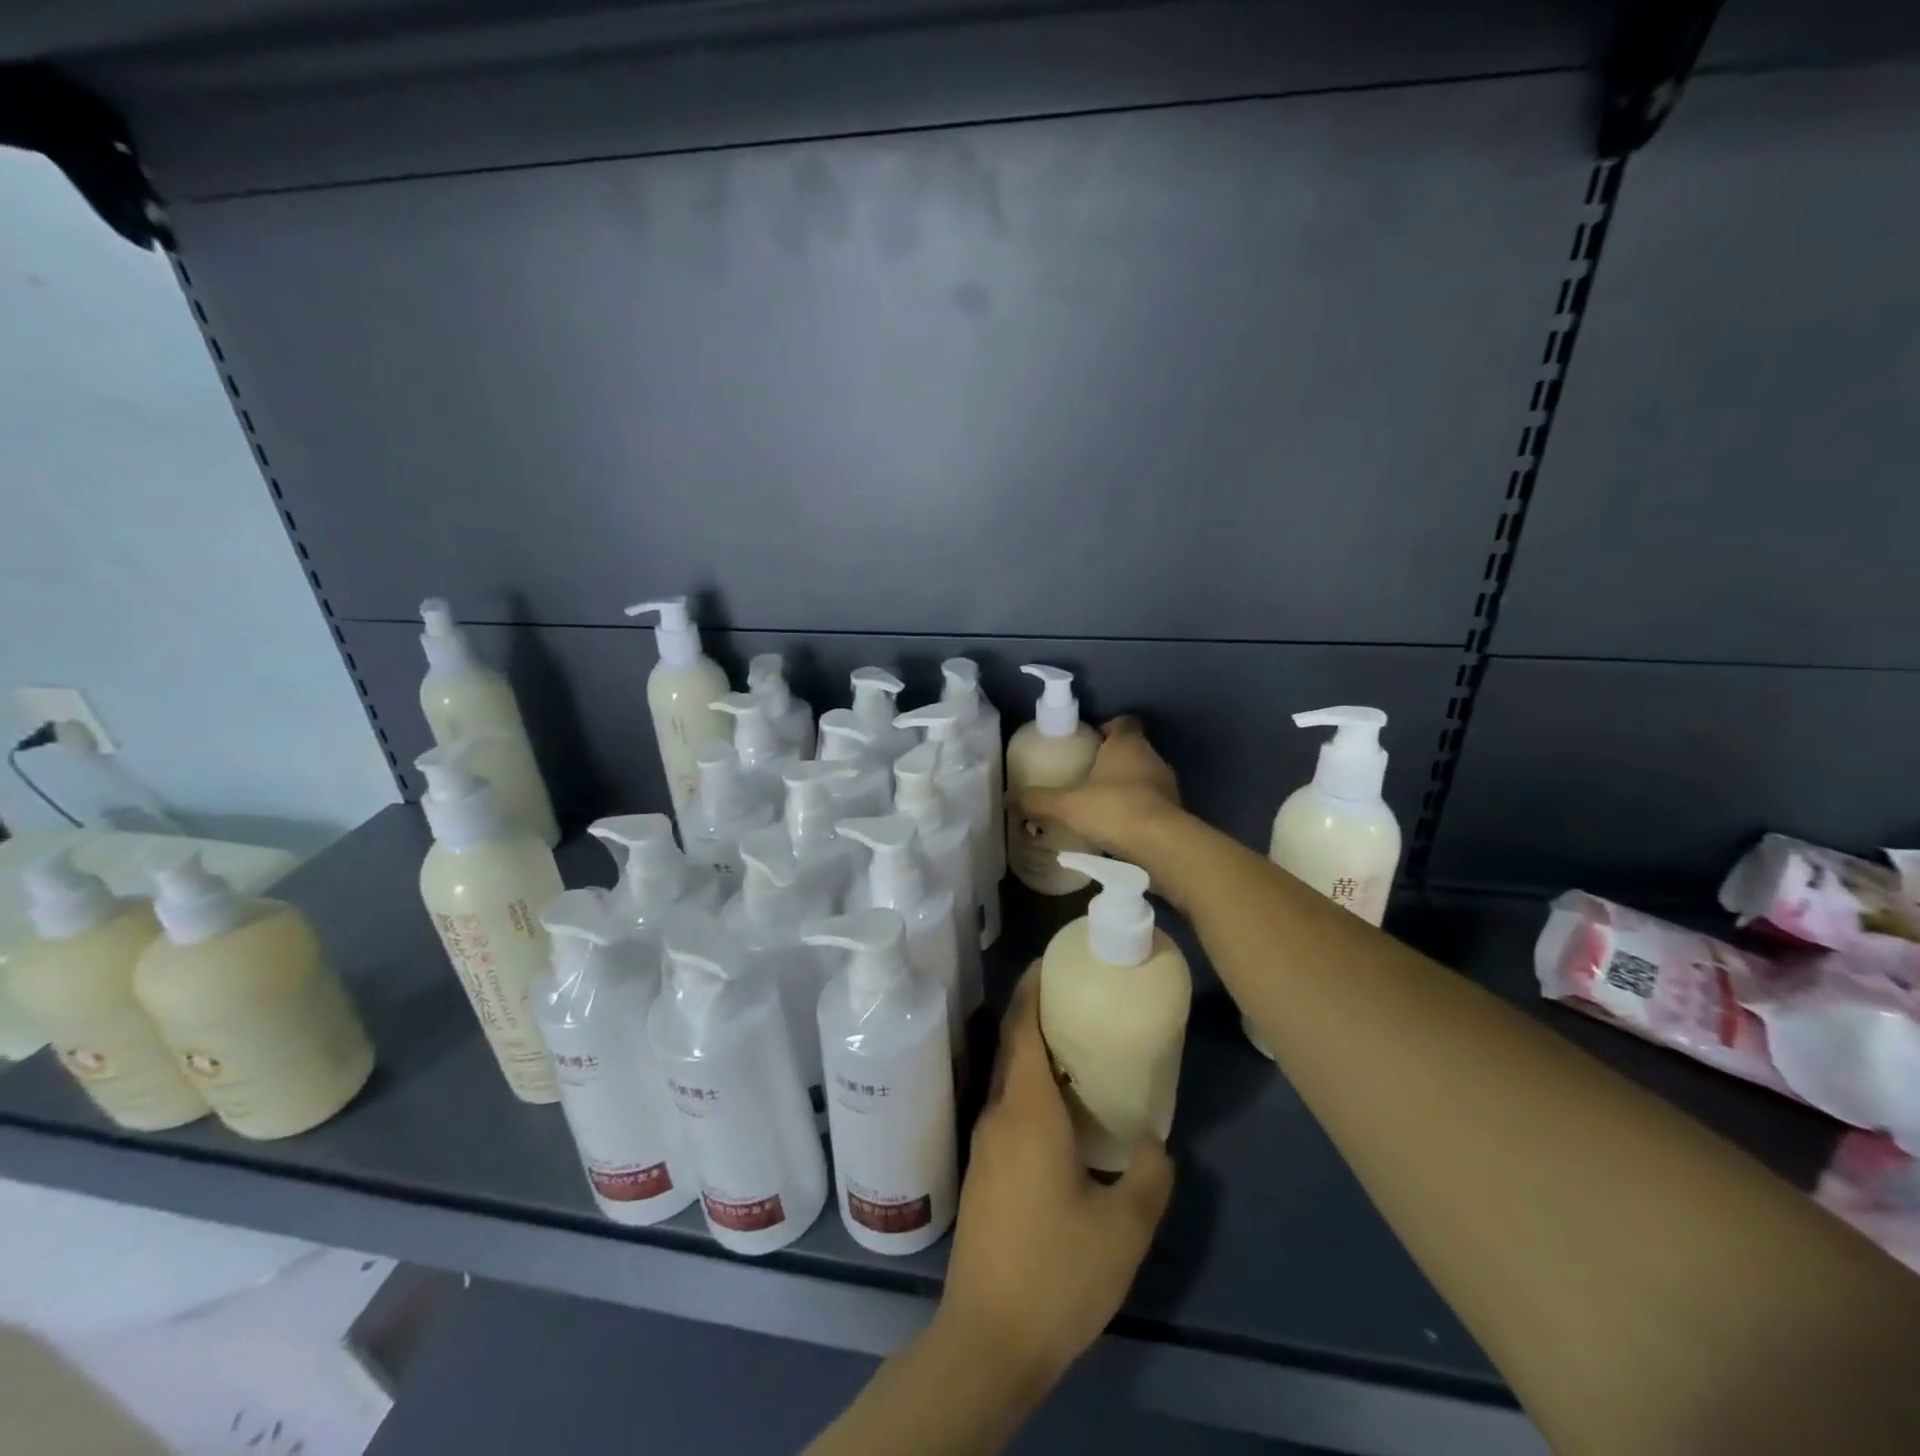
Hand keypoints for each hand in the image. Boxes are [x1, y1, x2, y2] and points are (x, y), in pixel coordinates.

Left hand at [936, 968, 1173, 1385]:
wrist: (989, 1338)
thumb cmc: (1057, 1272)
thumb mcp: (1123, 1229)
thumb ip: (1148, 1176)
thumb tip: (1154, 1142)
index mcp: (1027, 1111)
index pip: (1022, 1027)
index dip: (1032, 987)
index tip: (1050, 960)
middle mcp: (999, 1114)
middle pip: (1012, 1045)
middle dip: (1037, 1012)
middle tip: (1077, 996)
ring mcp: (984, 1143)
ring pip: (1009, 1078)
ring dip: (1034, 1052)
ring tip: (1076, 1046)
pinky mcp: (983, 1170)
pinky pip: (1008, 1107)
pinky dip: (1030, 1088)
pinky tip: (1061, 1111)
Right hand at [1011, 716, 1182, 861]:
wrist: (1162, 846)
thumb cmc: (1114, 810)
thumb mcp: (1066, 805)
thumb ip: (1037, 800)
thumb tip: (1007, 798)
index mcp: (1128, 744)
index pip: (1123, 723)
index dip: (1107, 729)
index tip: (1088, 743)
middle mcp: (1152, 758)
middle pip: (1132, 751)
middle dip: (1111, 762)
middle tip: (1085, 778)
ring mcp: (1168, 787)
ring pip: (1144, 779)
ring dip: (1126, 789)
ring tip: (1099, 807)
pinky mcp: (1176, 814)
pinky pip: (1152, 806)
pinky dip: (1137, 813)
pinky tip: (1117, 831)